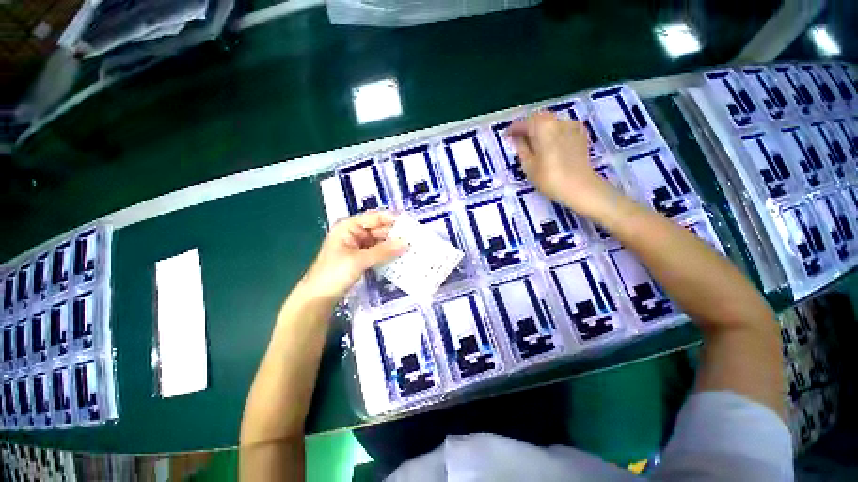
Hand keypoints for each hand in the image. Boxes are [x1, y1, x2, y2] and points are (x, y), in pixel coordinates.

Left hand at [301, 211, 405, 302]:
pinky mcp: (361, 258)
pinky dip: (388, 254)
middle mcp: (354, 233)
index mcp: (349, 227)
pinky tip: (401, 256)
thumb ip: (383, 251)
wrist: (318, 299)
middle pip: (379, 229)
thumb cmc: (334, 274)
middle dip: (395, 233)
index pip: (374, 217)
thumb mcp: (359, 260)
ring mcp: (358, 246)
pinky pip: (378, 252)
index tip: (410, 223)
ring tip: (412, 247)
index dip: (392, 218)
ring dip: (393, 245)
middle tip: (415, 238)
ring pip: (380, 241)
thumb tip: (406, 243)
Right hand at [509, 112, 621, 218]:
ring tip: (534, 142)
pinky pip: (562, 127)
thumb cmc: (549, 178)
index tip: (506, 136)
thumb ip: (521, 148)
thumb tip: (517, 138)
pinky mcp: (580, 133)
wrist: (580, 187)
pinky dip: (553, 132)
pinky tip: (550, 143)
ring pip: (551, 121)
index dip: (513, 129)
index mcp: (543, 126)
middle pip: (538, 118)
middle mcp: (558, 120)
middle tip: (519, 139)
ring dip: (540, 128)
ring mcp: (571, 125)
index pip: (523, 123)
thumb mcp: (528, 165)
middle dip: (528, 126)